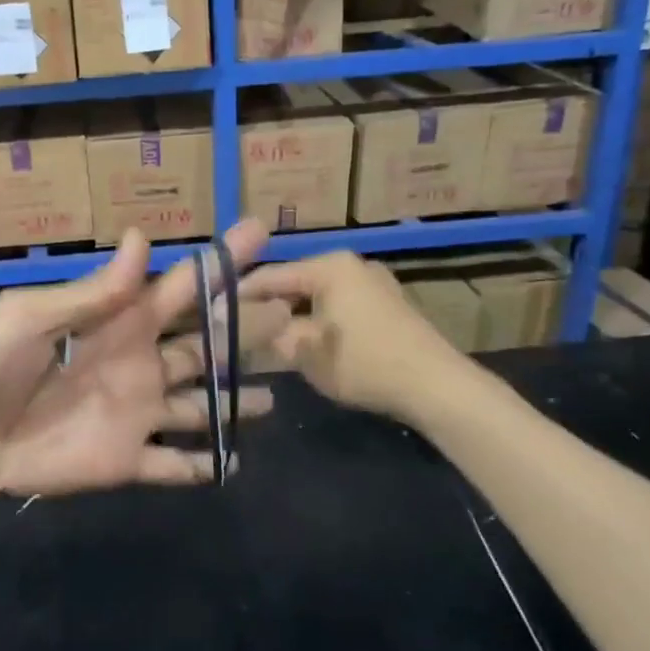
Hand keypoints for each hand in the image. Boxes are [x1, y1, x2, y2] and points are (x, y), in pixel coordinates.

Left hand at [0, 221, 288, 496]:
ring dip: (235, 401)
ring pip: (201, 404)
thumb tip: (142, 238)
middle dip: (245, 329)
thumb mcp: (31, 316)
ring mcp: (136, 414)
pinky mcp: (125, 461)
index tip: (259, 234)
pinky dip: (204, 466)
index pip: (180, 288)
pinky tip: (235, 464)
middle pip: (205, 345)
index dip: (219, 262)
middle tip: (290, 314)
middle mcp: (139, 364)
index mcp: (118, 323)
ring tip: (274, 398)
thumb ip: (92, 291)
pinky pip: (173, 464)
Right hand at [240, 251, 485, 426]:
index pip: (269, 276)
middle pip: (293, 283)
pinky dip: (318, 321)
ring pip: (316, 296)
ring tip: (268, 341)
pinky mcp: (387, 304)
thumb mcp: (305, 352)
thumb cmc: (364, 363)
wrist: (436, 386)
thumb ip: (268, 334)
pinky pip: (338, 305)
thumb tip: (237, 326)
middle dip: (267, 308)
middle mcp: (351, 264)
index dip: (238, 297)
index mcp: (329, 266)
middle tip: (239, 333)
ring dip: (292, 317)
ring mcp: (373, 282)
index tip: (213, 316)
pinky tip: (306, 344)